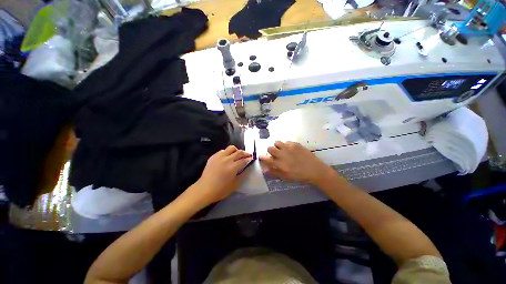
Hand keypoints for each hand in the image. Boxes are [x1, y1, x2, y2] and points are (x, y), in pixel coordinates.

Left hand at [191, 146, 251, 205]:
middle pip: (239, 152)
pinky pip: (222, 151)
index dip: (249, 158)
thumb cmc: (221, 190)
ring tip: (237, 155)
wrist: (204, 189)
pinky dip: (227, 152)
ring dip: (236, 150)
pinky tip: (227, 158)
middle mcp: (227, 159)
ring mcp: (219, 157)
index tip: (252, 158)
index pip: (244, 159)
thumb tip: (249, 168)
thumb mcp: (235, 185)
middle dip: (245, 153)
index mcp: (233, 167)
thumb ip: (243, 175)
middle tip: (248, 155)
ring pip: (231, 148)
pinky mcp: (213, 157)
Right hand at [259, 141, 333, 184]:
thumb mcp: (285, 177)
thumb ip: (274, 172)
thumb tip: (266, 168)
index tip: (262, 157)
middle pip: (269, 148)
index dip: (262, 157)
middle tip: (275, 154)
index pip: (266, 158)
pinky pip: (286, 141)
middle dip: (270, 151)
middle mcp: (282, 154)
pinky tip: (290, 149)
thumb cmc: (299, 176)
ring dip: (277, 146)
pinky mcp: (295, 144)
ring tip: (282, 150)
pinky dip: (286, 145)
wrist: (315, 170)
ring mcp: (289, 148)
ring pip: (277, 142)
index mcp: (279, 164)